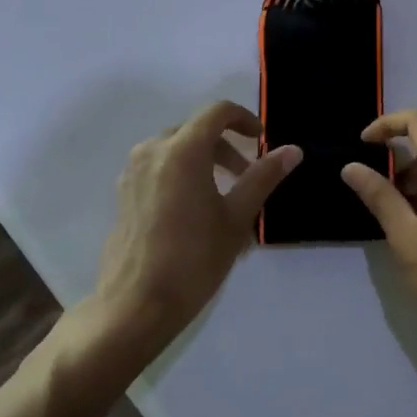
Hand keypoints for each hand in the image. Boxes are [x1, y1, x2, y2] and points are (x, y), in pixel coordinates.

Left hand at [93, 101, 300, 355]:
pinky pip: (159, 168)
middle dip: (226, 146)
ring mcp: (133, 172)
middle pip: (196, 129)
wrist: (136, 305)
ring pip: (175, 148)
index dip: (245, 119)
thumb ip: (263, 176)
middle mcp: (153, 151)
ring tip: (224, 195)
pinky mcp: (123, 193)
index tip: (262, 141)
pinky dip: (182, 173)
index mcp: (182, 150)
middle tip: (248, 176)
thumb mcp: (237, 217)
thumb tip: (292, 150)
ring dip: (204, 160)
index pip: (217, 112)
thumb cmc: (194, 259)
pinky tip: (194, 210)